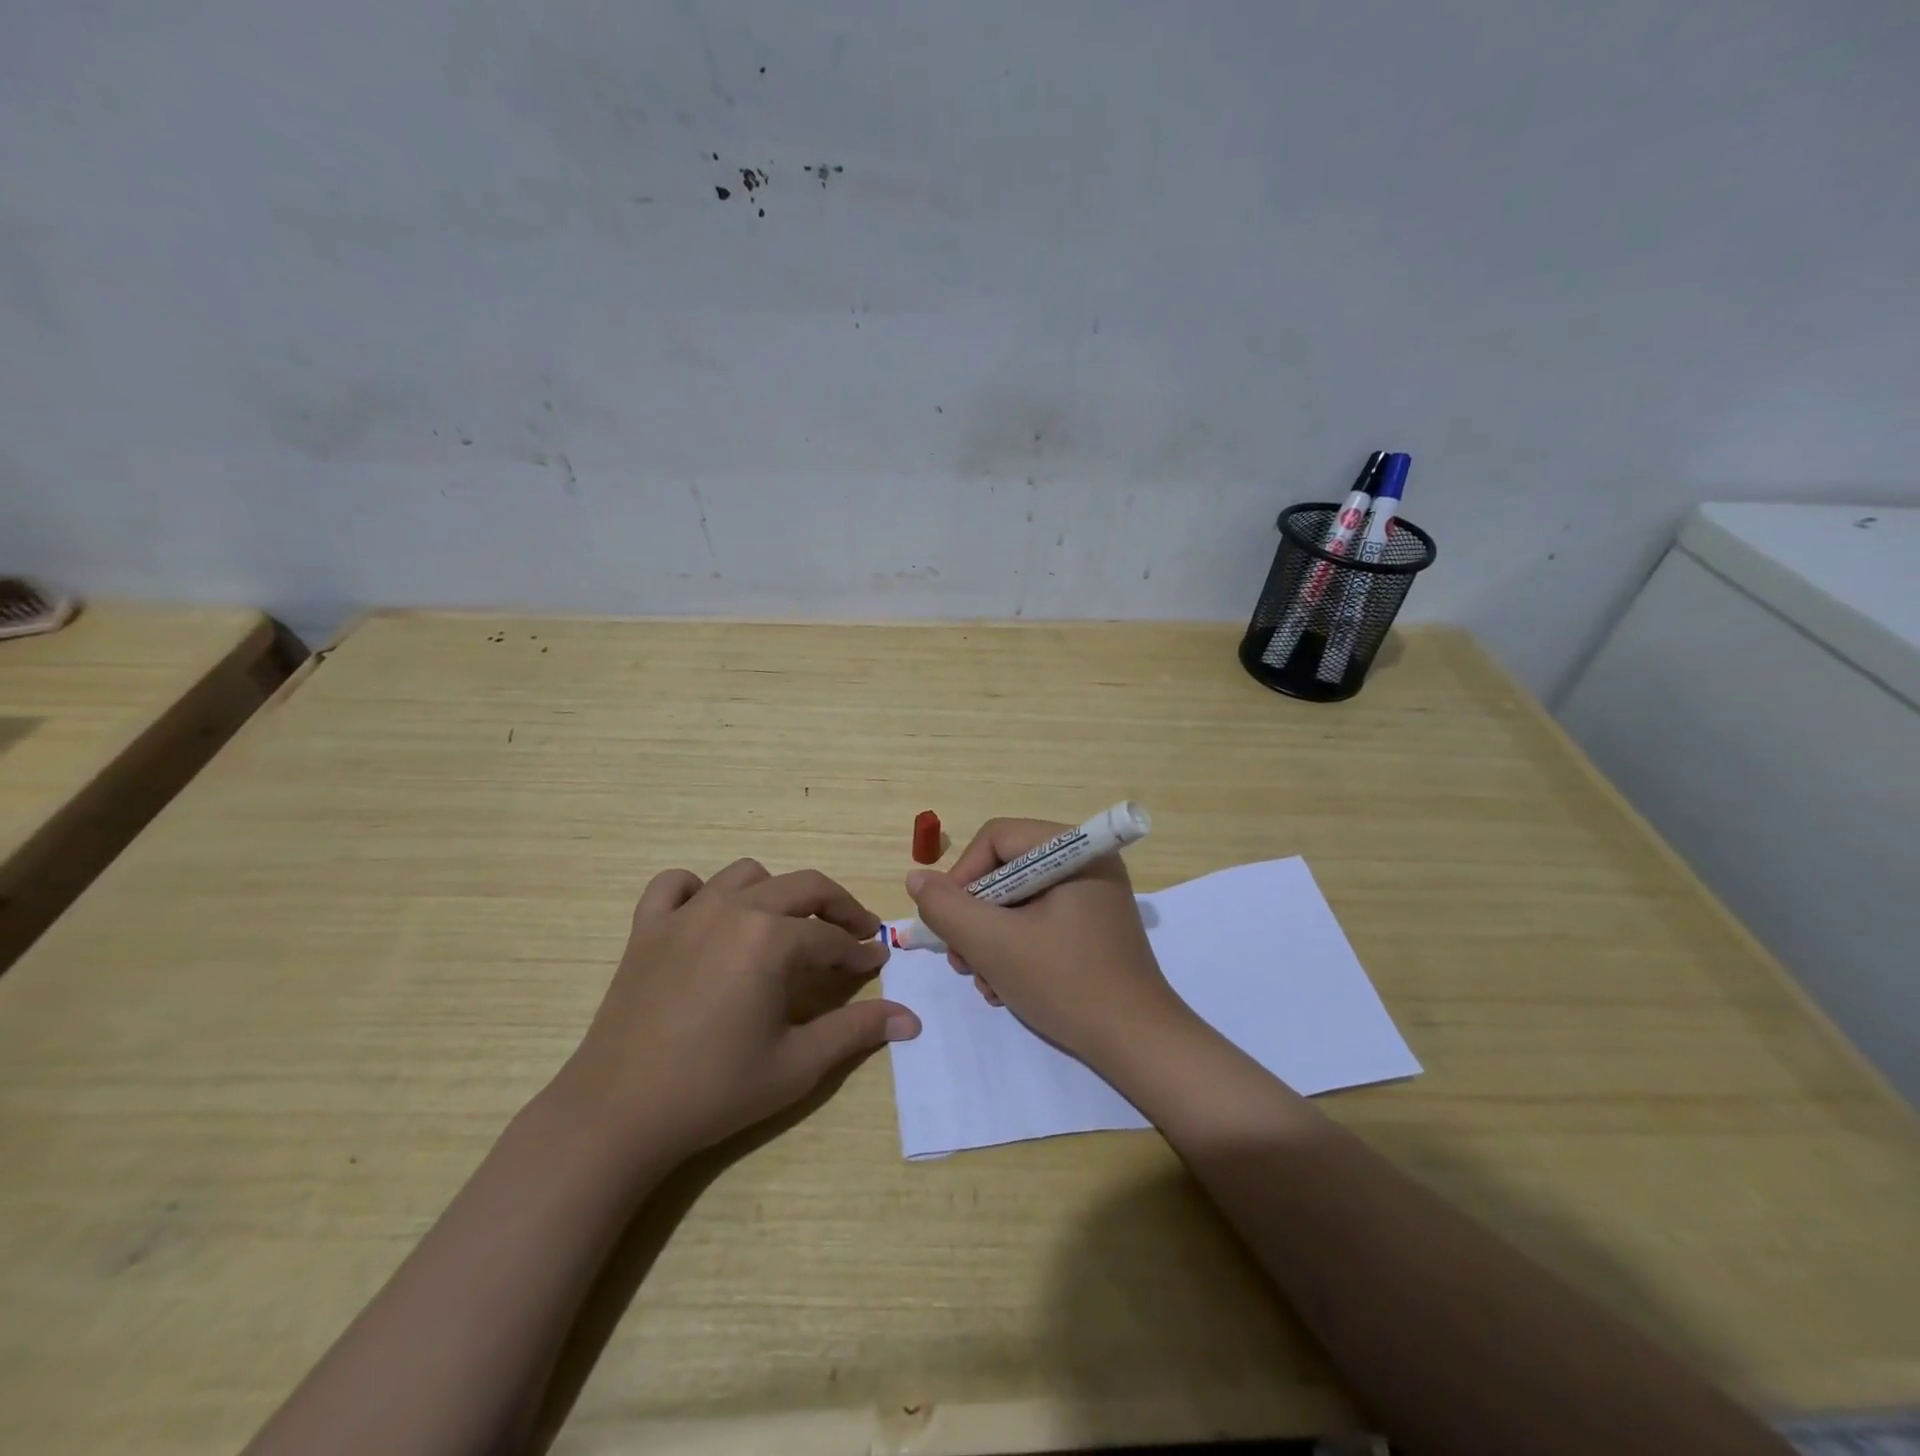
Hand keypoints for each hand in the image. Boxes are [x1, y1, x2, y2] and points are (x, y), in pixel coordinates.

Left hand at [559, 858, 921, 1160]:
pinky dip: (698, 890)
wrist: (618, 1114)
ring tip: (786, 927)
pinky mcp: (647, 927)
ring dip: (776, 893)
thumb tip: (911, 1020)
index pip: (832, 936)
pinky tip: (709, 916)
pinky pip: (676, 885)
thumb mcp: (797, 1064)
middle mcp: (734, 908)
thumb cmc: (715, 1089)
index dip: (859, 950)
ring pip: (747, 875)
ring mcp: (686, 913)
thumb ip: (856, 1031)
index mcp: (772, 938)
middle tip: (854, 933)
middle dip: (837, 906)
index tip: (876, 962)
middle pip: (802, 887)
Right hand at [904, 818, 1195, 1066]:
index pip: (996, 838)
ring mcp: (1092, 894)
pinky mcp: (1092, 925)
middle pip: (1005, 870)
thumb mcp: (994, 945)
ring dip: (990, 940)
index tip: (949, 924)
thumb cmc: (1066, 984)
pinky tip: (1006, 986)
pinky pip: (1038, 920)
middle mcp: (1086, 862)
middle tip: (962, 961)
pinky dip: (1015, 948)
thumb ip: (947, 908)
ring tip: (985, 982)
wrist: (1137, 1045)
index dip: (962, 877)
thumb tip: (916, 877)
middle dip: (976, 918)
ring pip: (1017, 900)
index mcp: (1074, 850)